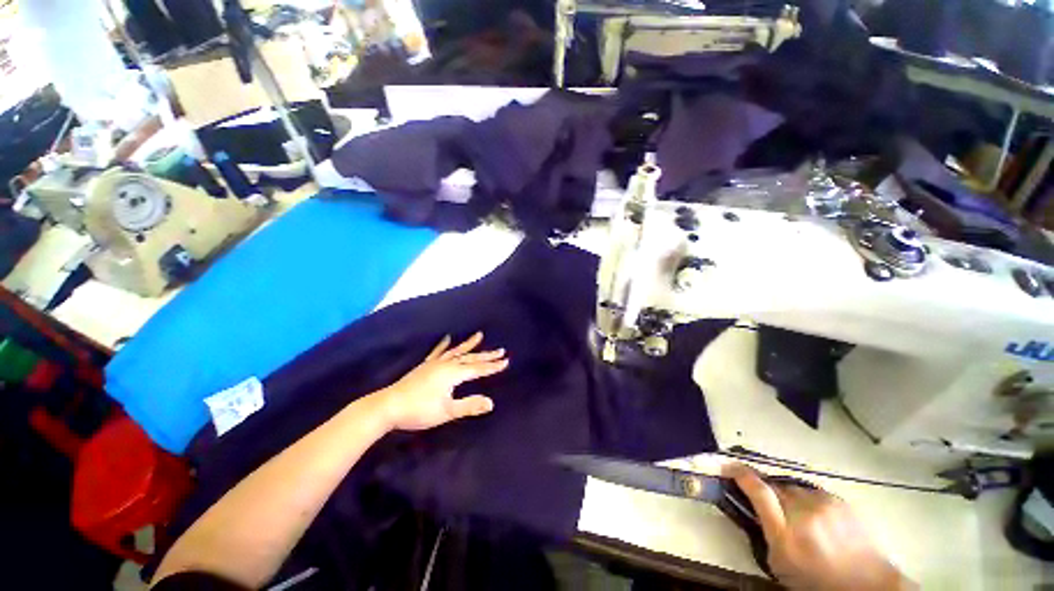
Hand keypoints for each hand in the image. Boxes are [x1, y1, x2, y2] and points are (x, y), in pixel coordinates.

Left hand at [373, 332, 508, 431]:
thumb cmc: (418, 410)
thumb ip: (469, 406)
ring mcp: (434, 363)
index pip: (478, 369)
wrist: (388, 406)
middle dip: (487, 355)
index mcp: (453, 374)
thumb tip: (491, 403)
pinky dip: (444, 345)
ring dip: (469, 345)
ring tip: (479, 335)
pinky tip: (447, 338)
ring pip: (457, 352)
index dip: (493, 366)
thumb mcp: (446, 411)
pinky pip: (438, 352)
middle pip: (470, 358)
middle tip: (501, 350)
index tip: (506, 361)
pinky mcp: (425, 366)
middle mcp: (446, 364)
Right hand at [725, 464, 915, 590]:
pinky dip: (807, 500)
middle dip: (766, 491)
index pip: (758, 491)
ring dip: (788, 497)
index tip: (727, 465)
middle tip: (769, 506)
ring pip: (792, 488)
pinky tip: (816, 518)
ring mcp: (824, 505)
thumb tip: (750, 505)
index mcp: (786, 535)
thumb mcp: (780, 564)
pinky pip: (812, 492)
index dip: (739, 474)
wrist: (869, 585)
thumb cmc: (817, 582)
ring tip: (797, 517)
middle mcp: (804, 514)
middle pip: (774, 486)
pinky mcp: (840, 500)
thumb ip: (763, 531)